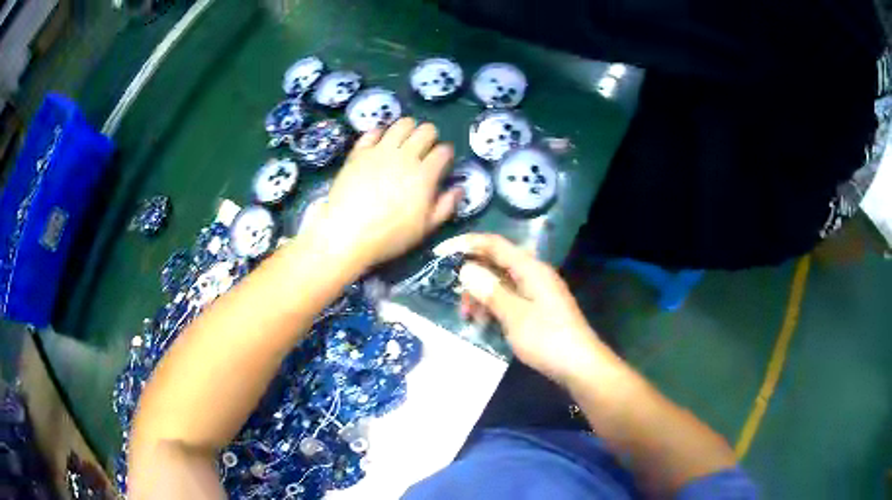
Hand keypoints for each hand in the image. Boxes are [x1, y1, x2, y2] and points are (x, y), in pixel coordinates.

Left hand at [308, 118, 462, 269]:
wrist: (346, 233)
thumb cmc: (389, 235)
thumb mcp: (424, 228)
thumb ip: (445, 206)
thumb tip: (459, 189)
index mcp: (425, 175)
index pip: (444, 150)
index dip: (446, 154)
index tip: (443, 162)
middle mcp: (405, 156)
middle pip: (426, 130)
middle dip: (431, 137)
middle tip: (424, 150)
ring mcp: (380, 150)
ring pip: (402, 124)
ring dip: (408, 129)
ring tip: (404, 142)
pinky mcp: (360, 151)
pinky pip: (374, 131)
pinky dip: (380, 134)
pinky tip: (380, 145)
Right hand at [435, 233, 604, 384]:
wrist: (579, 365)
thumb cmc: (547, 339)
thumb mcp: (514, 316)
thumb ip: (490, 290)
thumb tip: (466, 269)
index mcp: (530, 269)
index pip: (494, 244)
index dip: (466, 244)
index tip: (440, 253)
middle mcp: (534, 274)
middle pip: (496, 263)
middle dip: (473, 278)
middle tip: (460, 302)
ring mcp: (537, 291)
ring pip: (501, 283)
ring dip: (482, 296)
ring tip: (471, 318)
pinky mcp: (538, 308)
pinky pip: (509, 298)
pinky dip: (494, 306)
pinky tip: (486, 324)